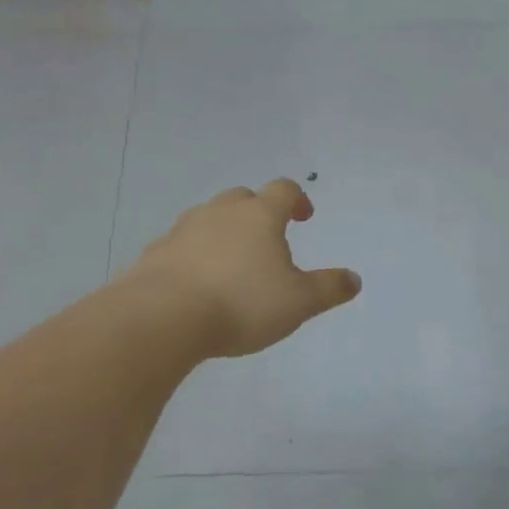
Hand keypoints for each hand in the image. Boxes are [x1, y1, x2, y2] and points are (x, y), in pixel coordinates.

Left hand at [131, 180, 361, 359]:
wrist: (161, 319)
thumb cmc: (241, 303)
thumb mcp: (299, 302)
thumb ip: (329, 288)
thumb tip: (355, 279)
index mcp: (259, 215)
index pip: (283, 190)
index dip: (297, 200)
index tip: (304, 216)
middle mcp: (220, 213)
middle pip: (242, 198)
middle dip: (258, 212)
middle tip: (268, 238)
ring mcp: (182, 230)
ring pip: (208, 219)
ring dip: (223, 232)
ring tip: (231, 263)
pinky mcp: (154, 254)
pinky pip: (180, 247)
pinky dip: (192, 256)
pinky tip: (196, 284)